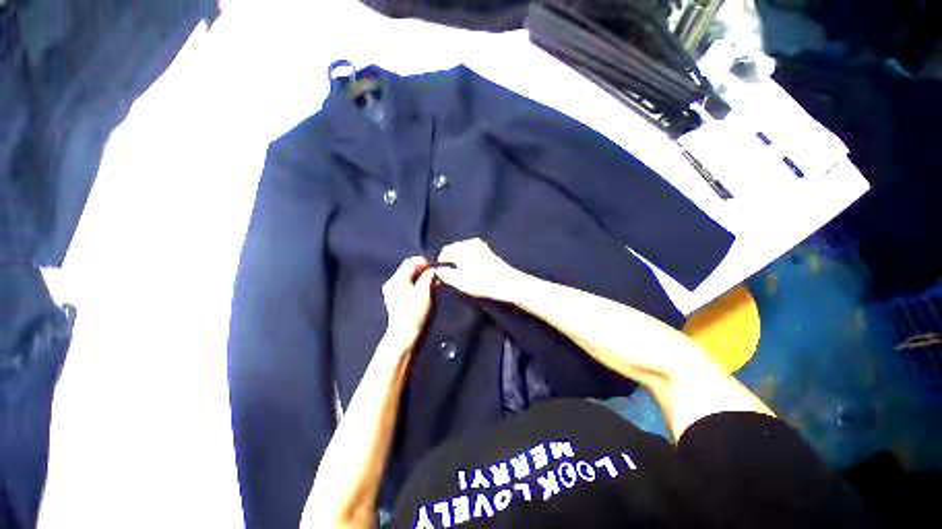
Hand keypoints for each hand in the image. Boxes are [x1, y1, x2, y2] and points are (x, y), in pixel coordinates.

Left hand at [382, 256, 435, 342]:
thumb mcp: (425, 292)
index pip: (410, 262)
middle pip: (408, 269)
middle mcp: (392, 283)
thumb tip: (432, 270)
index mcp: (398, 279)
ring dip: (420, 277)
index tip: (434, 266)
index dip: (423, 262)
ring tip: (432, 282)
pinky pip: (406, 285)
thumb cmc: (414, 312)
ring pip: (407, 277)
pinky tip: (425, 290)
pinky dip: (415, 284)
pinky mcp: (394, 299)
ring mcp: (392, 291)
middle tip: (435, 275)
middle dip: (422, 270)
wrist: (404, 333)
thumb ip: (428, 277)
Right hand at [434, 238, 520, 302]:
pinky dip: (468, 256)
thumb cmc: (480, 282)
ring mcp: (480, 244)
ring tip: (459, 269)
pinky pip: (472, 250)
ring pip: (464, 248)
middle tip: (449, 270)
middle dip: (450, 257)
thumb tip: (438, 270)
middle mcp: (470, 242)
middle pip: (454, 248)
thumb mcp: (459, 281)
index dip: (441, 261)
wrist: (505, 282)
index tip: (440, 270)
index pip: (445, 251)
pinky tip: (470, 266)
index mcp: (461, 248)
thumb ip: (445, 275)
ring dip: (460, 256)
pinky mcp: (487, 249)